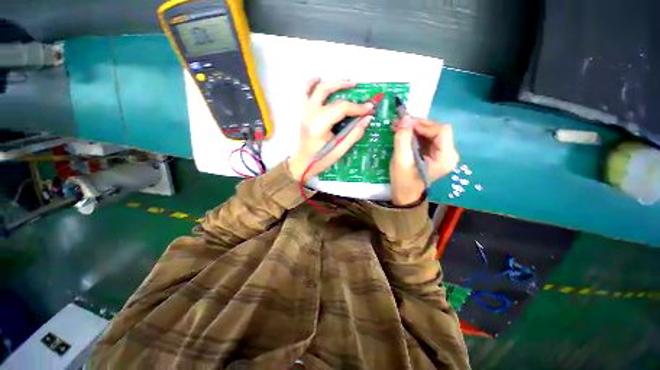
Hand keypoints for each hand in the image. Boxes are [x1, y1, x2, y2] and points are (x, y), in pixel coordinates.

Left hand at [288, 78, 373, 181]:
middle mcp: (310, 114)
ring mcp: (304, 111)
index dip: (357, 107)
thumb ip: (354, 134)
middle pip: (326, 90)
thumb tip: (367, 119)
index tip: (369, 108)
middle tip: (357, 86)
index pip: (341, 108)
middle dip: (343, 86)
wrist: (302, 163)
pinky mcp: (303, 112)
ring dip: (330, 82)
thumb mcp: (339, 150)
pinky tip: (321, 81)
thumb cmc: (320, 159)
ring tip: (343, 82)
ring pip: (314, 87)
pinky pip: (306, 92)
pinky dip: (313, 84)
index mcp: (319, 125)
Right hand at [390, 116, 458, 205]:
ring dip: (415, 129)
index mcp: (446, 157)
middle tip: (399, 124)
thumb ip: (402, 139)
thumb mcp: (401, 161)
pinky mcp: (434, 154)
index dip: (424, 124)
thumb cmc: (403, 181)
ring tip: (399, 128)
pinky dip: (415, 134)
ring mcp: (442, 153)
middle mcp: (449, 153)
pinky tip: (403, 134)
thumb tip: (405, 118)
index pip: (442, 130)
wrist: (404, 195)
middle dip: (418, 125)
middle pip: (437, 129)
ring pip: (431, 132)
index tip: (405, 124)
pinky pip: (427, 138)